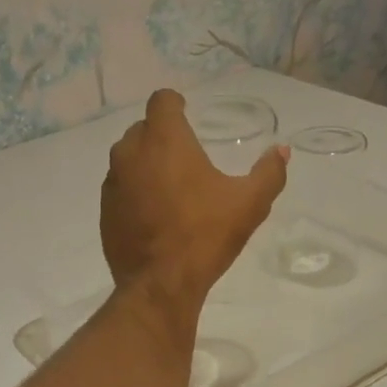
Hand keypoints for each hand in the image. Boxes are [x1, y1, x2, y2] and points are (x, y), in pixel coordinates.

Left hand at [102, 89, 288, 303]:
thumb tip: (282, 151)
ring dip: (145, 166)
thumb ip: (269, 173)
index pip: (162, 100)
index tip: (186, 114)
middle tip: (183, 158)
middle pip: (143, 129)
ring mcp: (112, 184)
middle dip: (161, 137)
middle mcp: (130, 153)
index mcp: (164, 140)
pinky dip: (134, 194)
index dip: (175, 104)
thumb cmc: (205, 237)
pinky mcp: (105, 213)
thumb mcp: (249, 205)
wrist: (160, 285)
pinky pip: (120, 191)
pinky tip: (152, 216)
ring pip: (127, 160)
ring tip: (168, 189)